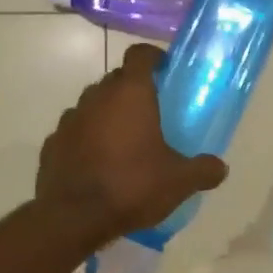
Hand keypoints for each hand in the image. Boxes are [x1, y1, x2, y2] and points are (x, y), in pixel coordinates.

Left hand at [36, 43, 227, 246]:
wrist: (73, 217)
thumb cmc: (132, 186)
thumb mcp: (178, 182)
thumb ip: (203, 170)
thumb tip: (220, 167)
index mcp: (130, 94)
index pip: (139, 55)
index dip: (153, 57)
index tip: (164, 69)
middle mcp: (96, 97)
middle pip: (116, 79)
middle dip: (132, 89)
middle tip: (151, 112)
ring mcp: (70, 119)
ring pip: (92, 104)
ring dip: (107, 114)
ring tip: (123, 141)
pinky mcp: (52, 143)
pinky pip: (74, 131)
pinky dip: (86, 138)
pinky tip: (97, 162)